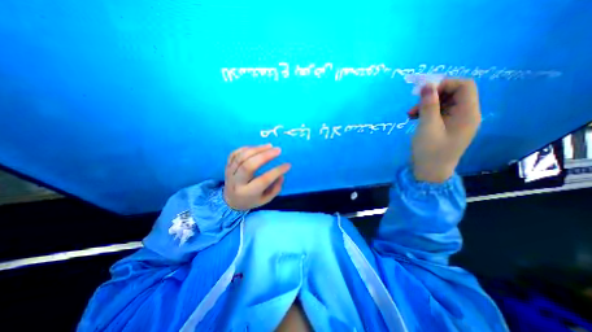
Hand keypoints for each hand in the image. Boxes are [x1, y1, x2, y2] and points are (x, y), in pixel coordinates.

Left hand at [221, 143, 290, 209]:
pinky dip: (246, 148)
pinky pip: (235, 153)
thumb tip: (281, 174)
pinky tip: (257, 147)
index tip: (288, 165)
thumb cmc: (251, 200)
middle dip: (265, 156)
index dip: (277, 171)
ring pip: (241, 157)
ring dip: (257, 149)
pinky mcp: (227, 166)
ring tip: (270, 146)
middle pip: (249, 165)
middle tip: (278, 150)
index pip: (264, 180)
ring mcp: (230, 172)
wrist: (230, 201)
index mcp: (248, 193)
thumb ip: (275, 188)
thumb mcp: (265, 199)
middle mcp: (237, 182)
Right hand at [410, 79, 481, 182]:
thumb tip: (427, 84)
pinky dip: (427, 112)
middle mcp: (466, 115)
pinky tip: (414, 118)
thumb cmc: (429, 151)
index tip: (423, 91)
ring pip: (444, 103)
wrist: (429, 172)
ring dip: (427, 105)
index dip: (444, 84)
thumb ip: (428, 105)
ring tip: (410, 114)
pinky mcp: (447, 127)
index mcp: (468, 114)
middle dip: (432, 95)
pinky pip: (439, 113)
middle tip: (414, 104)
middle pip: (454, 93)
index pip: (464, 86)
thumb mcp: (427, 127)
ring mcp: (457, 122)